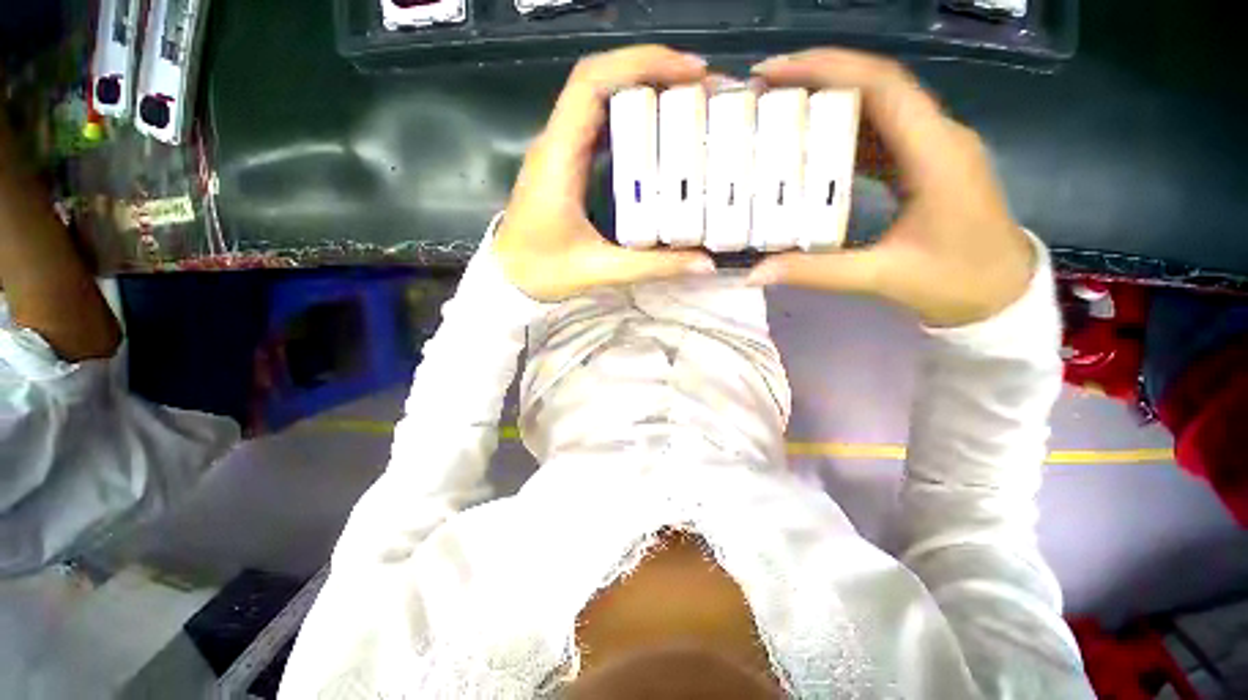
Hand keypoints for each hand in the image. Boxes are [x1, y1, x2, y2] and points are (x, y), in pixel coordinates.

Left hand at [494, 45, 715, 302]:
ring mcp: (558, 151)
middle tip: (700, 85)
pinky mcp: (564, 164)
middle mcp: (555, 143)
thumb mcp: (600, 271)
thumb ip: (652, 267)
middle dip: (651, 70)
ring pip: (596, 96)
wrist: (508, 278)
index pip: (592, 83)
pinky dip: (629, 114)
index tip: (690, 73)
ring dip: (640, 87)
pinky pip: (596, 123)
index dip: (640, 64)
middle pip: (598, 79)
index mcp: (558, 158)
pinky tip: (656, 129)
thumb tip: (705, 264)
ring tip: (686, 98)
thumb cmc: (543, 272)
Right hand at [747, 49, 1034, 327]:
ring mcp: (934, 147)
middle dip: (820, 76)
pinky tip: (813, 145)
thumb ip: (813, 272)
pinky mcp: (926, 163)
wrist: (1004, 294)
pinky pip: (882, 133)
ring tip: (780, 110)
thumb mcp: (879, 278)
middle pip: (878, 84)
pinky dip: (844, 131)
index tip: (774, 73)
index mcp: (935, 152)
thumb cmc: (955, 283)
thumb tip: (754, 273)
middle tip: (765, 91)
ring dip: (831, 100)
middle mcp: (938, 135)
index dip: (827, 68)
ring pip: (879, 105)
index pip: (882, 86)